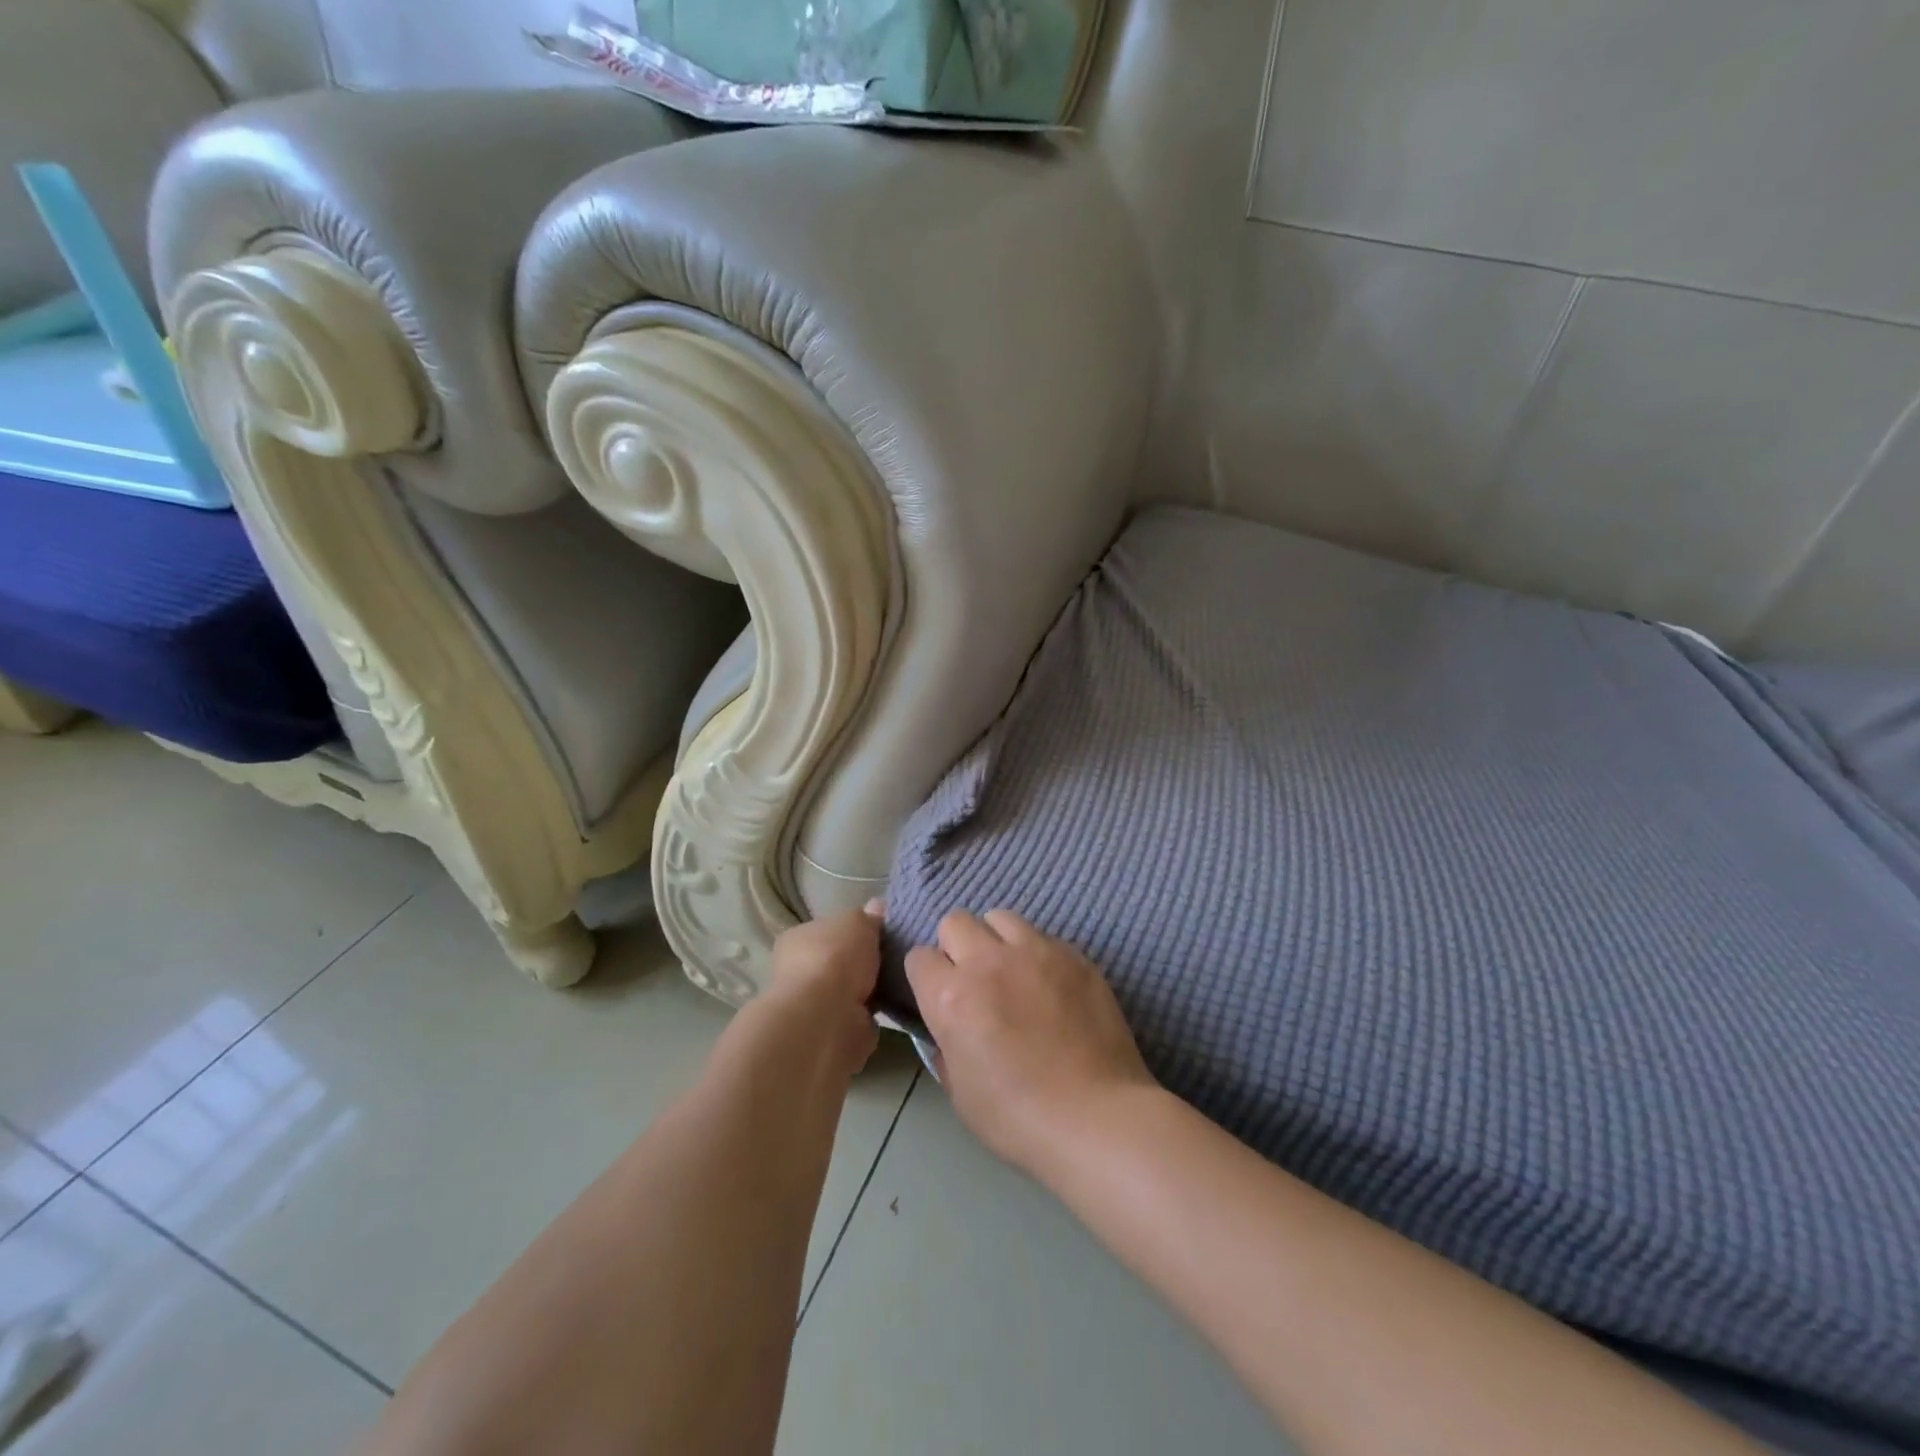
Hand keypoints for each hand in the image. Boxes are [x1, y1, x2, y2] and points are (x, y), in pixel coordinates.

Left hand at [763, 902, 884, 1072]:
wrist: (825, 1018)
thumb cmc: (835, 958)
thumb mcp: (857, 922)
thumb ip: (868, 916)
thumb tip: (876, 907)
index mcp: (797, 939)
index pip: (827, 930)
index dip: (853, 931)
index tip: (879, 934)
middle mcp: (798, 971)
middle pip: (838, 961)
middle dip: (862, 963)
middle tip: (895, 957)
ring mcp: (813, 1004)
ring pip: (848, 991)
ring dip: (869, 990)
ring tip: (900, 982)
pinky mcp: (830, 1031)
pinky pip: (857, 1017)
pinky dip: (871, 1014)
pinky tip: (893, 1007)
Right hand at [904, 910, 1155, 1176]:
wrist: (1097, 1117)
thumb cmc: (1018, 1118)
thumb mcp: (960, 1092)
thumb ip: (945, 1048)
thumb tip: (948, 1030)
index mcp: (952, 997)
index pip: (919, 957)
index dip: (927, 977)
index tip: (939, 997)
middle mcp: (988, 962)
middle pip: (955, 921)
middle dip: (956, 946)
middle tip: (974, 980)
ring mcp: (1035, 952)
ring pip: (1000, 917)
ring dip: (996, 940)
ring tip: (1012, 972)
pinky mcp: (1073, 954)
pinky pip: (1042, 936)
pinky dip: (1037, 953)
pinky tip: (1050, 986)